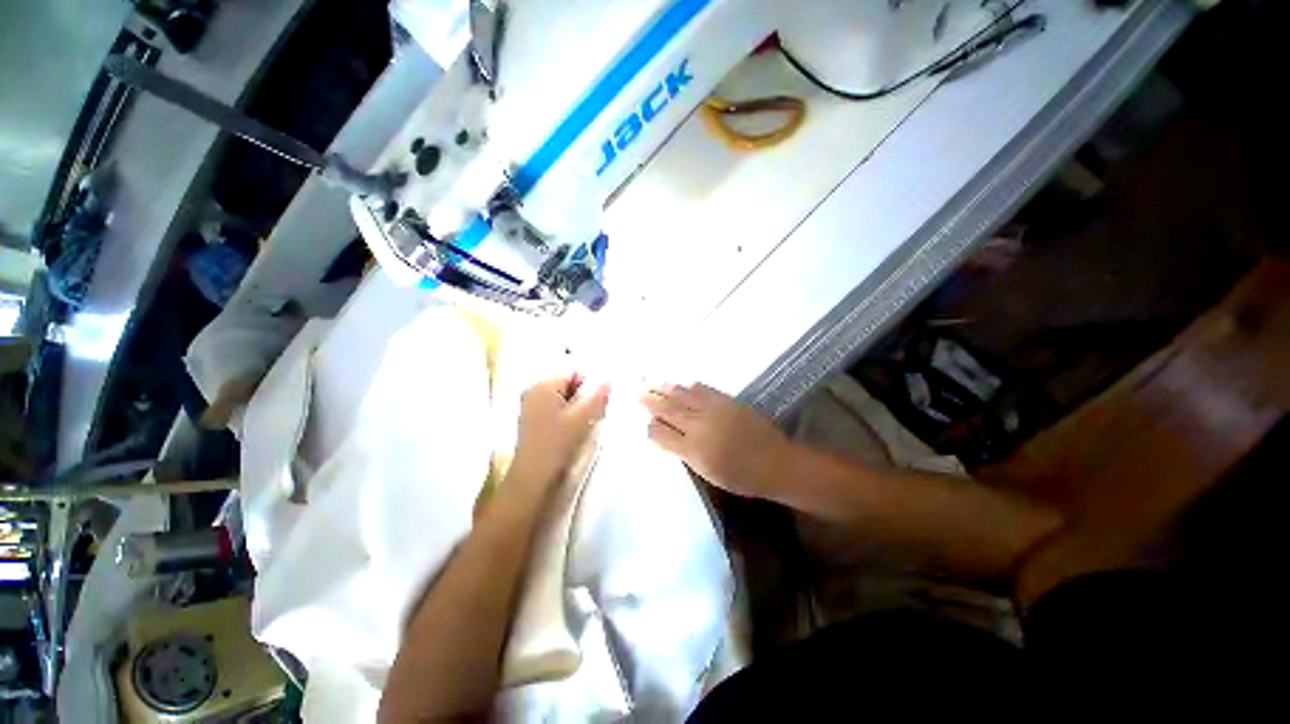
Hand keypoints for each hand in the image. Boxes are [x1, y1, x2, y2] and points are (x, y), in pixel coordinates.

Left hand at [509, 374, 610, 489]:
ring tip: (583, 424)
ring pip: (561, 398)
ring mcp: (530, 406)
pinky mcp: (531, 420)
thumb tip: (609, 380)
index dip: (589, 385)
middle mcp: (533, 390)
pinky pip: (554, 409)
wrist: (533, 477)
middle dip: (582, 396)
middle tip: (593, 413)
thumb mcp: (583, 417)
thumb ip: (597, 396)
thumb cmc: (557, 442)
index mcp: (543, 385)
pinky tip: (571, 430)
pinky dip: (565, 415)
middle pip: (566, 384)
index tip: (598, 402)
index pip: (573, 372)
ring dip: (575, 407)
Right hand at [641, 383, 792, 499]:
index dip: (650, 426)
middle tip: (636, 391)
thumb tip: (668, 437)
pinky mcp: (727, 400)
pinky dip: (688, 385)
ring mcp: (713, 410)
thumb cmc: (741, 477)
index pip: (660, 433)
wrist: (776, 463)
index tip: (644, 421)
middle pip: (667, 409)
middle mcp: (699, 426)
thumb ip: (685, 453)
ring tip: (651, 382)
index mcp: (692, 450)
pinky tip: (681, 383)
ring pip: (682, 395)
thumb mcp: (708, 473)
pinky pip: (702, 389)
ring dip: (664, 388)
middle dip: (649, 400)